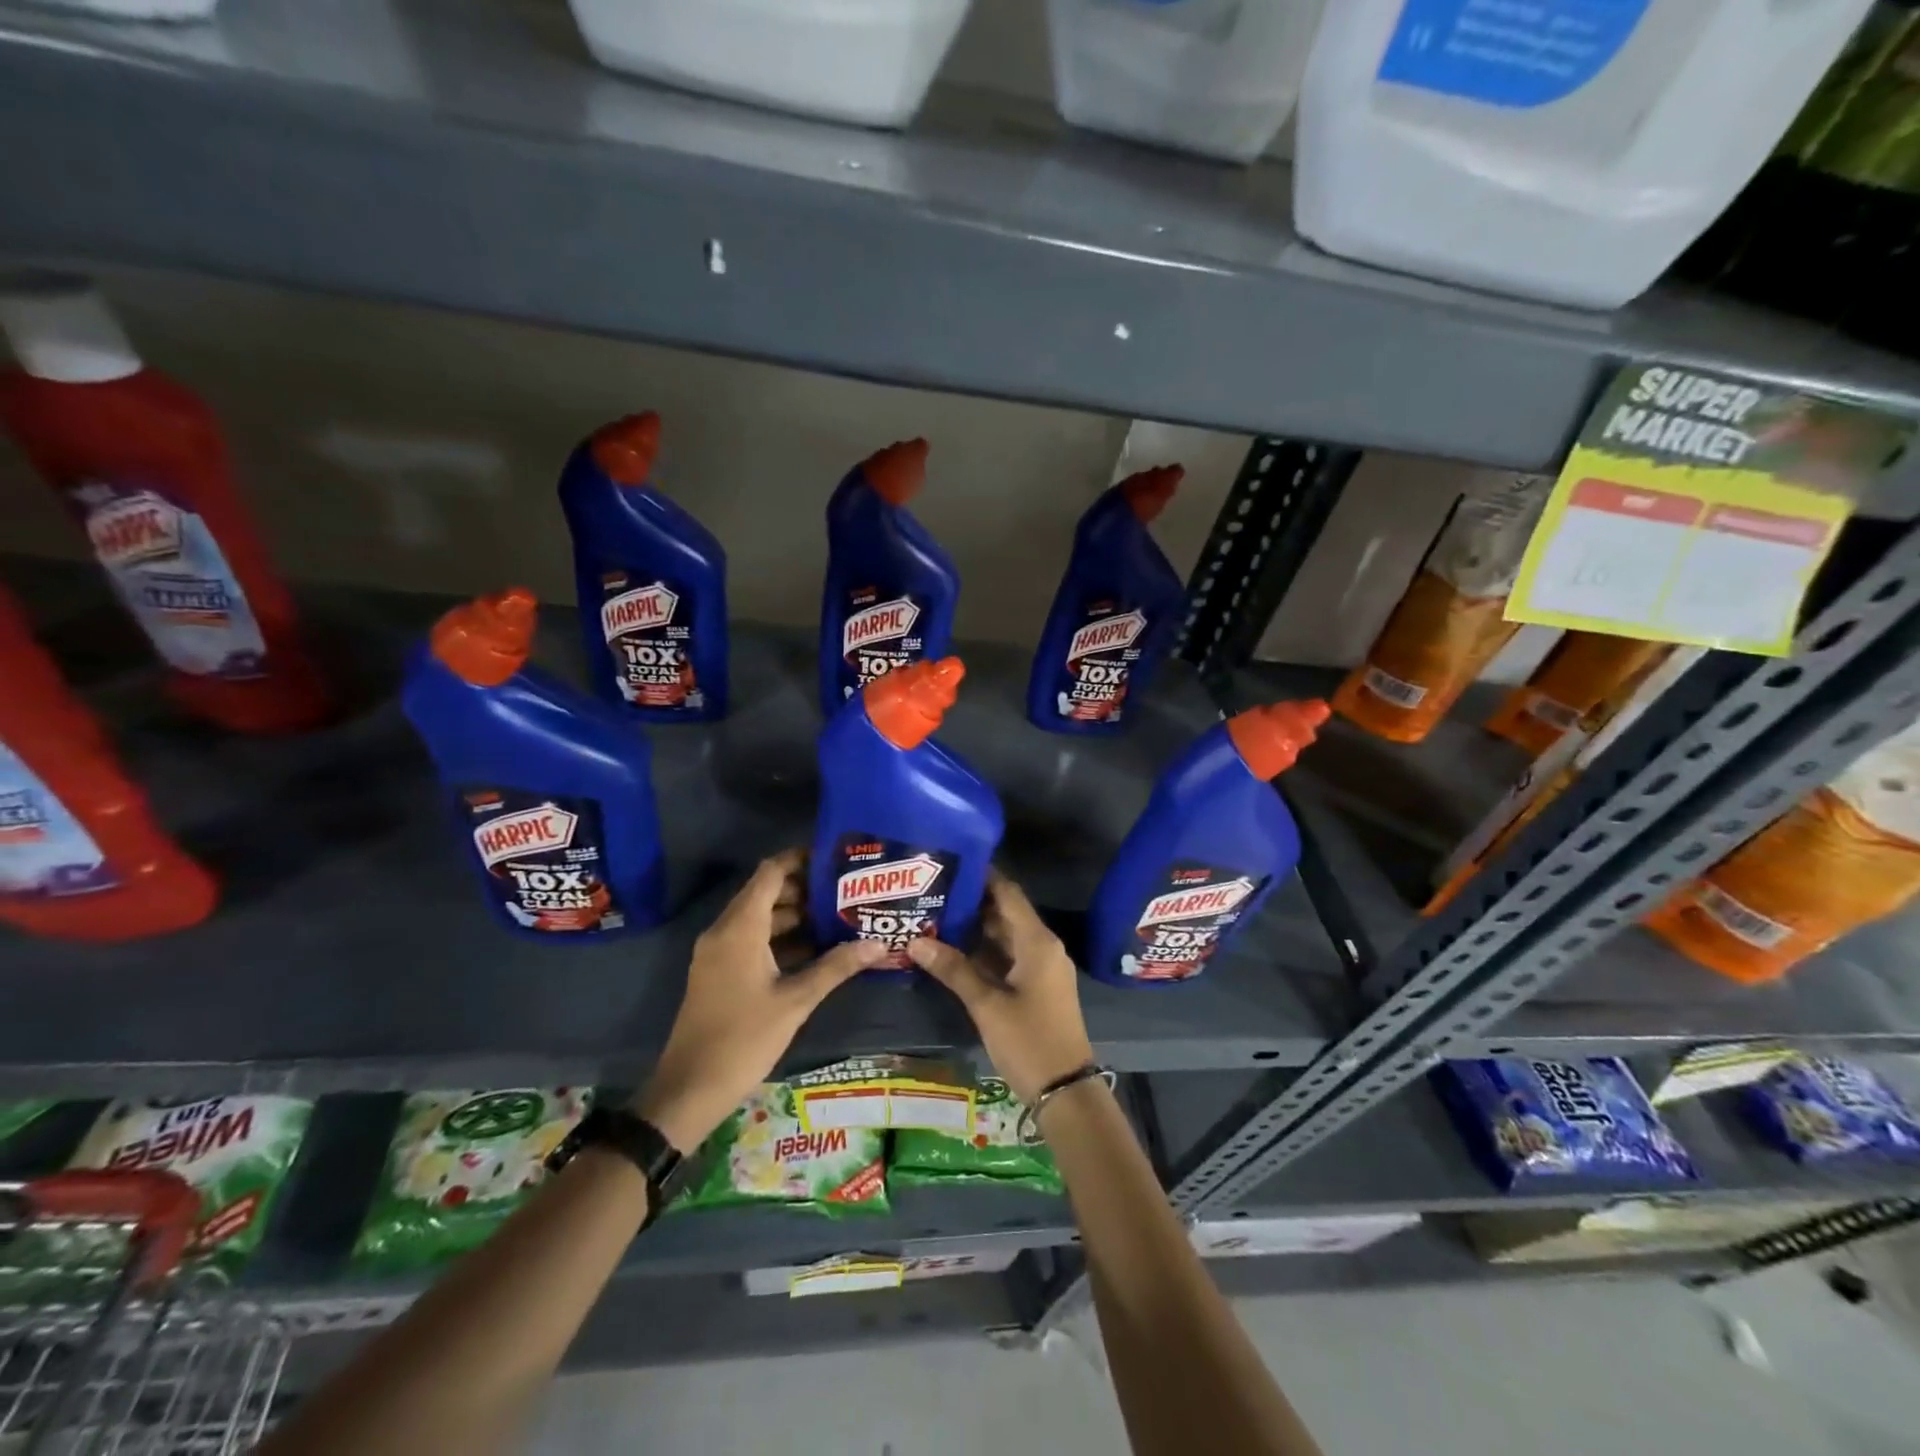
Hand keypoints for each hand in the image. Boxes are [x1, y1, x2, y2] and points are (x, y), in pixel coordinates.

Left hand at [632, 849, 885, 1151]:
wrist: (689, 1090)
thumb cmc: (743, 1039)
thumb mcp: (796, 1002)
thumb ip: (836, 967)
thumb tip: (878, 944)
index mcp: (740, 928)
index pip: (770, 873)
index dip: (800, 859)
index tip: (835, 858)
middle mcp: (724, 931)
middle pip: (766, 892)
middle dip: (805, 888)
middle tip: (846, 890)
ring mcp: (718, 952)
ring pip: (760, 918)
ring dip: (795, 915)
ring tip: (838, 916)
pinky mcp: (718, 971)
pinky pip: (751, 938)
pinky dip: (780, 937)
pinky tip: (815, 949)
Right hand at [907, 870, 1095, 1103]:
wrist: (1065, 1090)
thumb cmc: (1029, 1040)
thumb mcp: (987, 1005)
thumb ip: (953, 969)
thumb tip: (916, 941)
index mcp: (1037, 941)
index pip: (1008, 893)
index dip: (983, 875)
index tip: (951, 862)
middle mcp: (1042, 946)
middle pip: (1005, 912)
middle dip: (972, 901)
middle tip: (933, 889)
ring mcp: (1041, 967)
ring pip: (1005, 936)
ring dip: (975, 928)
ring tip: (936, 914)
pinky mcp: (1037, 987)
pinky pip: (1008, 957)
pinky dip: (984, 951)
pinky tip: (953, 951)